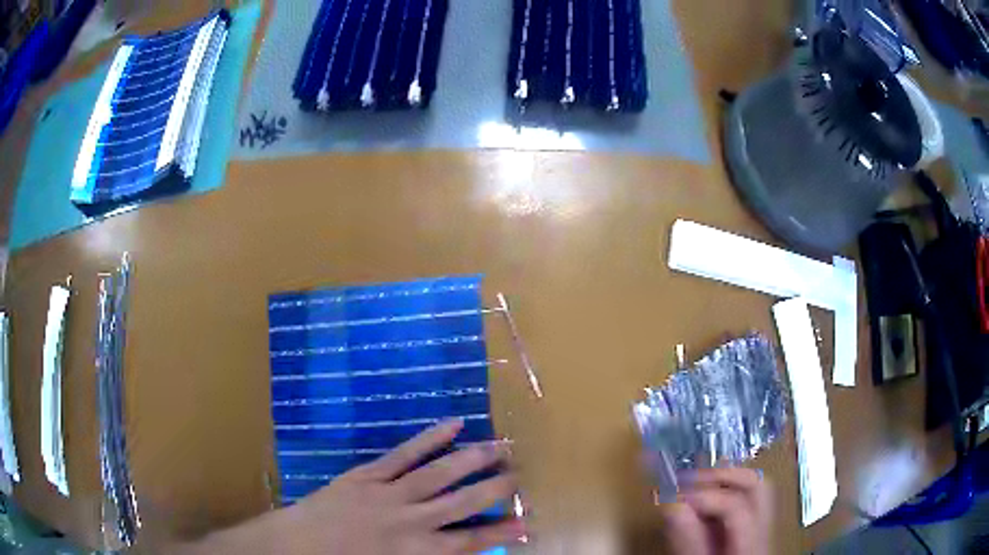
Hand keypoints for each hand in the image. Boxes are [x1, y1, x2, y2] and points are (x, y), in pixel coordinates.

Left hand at [269, 419, 525, 554]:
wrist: (298, 547)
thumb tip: (461, 551)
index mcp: (415, 552)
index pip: (469, 543)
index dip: (500, 533)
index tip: (527, 523)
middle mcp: (409, 522)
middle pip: (460, 503)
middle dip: (493, 489)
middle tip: (519, 475)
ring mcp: (388, 494)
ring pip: (437, 474)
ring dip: (470, 460)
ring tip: (499, 446)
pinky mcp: (367, 474)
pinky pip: (402, 454)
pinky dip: (429, 439)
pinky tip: (453, 424)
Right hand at [658, 468, 772, 554]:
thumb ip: (688, 541)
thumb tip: (672, 504)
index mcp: (752, 542)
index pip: (734, 504)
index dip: (703, 496)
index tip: (672, 498)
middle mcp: (764, 528)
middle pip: (756, 484)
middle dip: (720, 475)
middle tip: (686, 479)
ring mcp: (762, 526)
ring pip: (754, 487)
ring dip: (724, 480)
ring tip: (693, 484)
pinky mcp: (753, 529)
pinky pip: (744, 500)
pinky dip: (723, 493)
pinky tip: (702, 501)